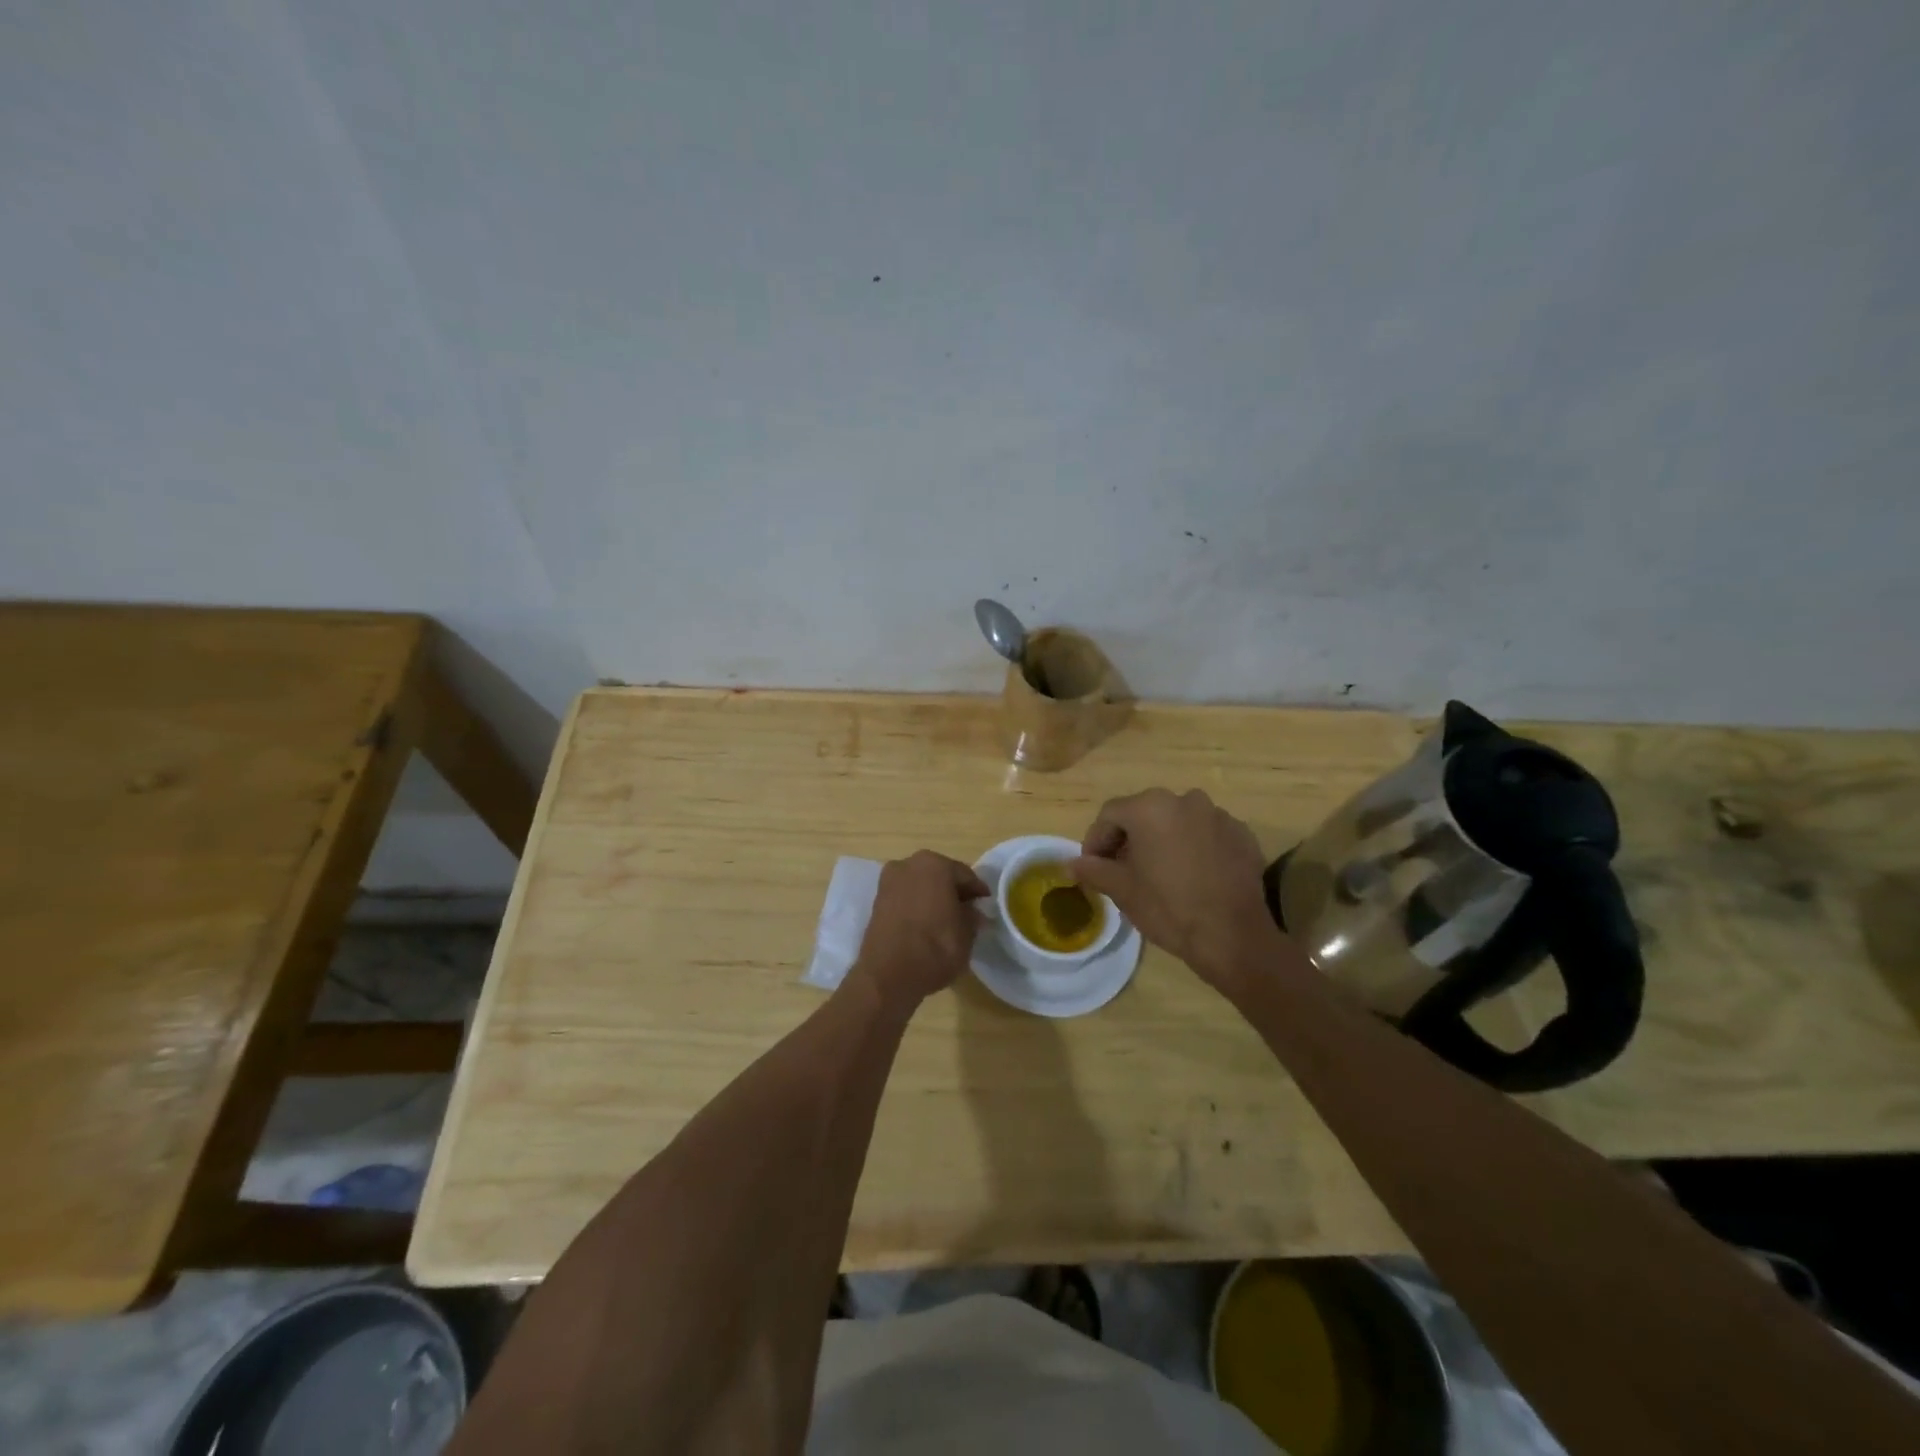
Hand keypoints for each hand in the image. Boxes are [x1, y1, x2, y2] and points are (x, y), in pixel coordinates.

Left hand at [849, 851, 989, 1013]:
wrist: (886, 976)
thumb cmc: (934, 948)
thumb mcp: (967, 935)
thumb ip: (972, 917)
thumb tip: (972, 912)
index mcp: (935, 864)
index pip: (965, 875)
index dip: (978, 892)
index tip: (986, 905)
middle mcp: (909, 864)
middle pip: (940, 875)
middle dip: (953, 891)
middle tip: (967, 912)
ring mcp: (889, 880)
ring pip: (921, 885)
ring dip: (934, 897)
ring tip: (946, 920)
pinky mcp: (877, 900)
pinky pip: (905, 897)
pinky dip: (916, 905)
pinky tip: (925, 924)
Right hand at [1070, 788, 1287, 994]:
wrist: (1233, 936)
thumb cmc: (1169, 908)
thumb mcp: (1122, 890)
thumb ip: (1094, 870)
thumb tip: (1072, 863)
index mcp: (1150, 807)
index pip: (1110, 815)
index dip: (1096, 840)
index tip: (1093, 867)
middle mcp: (1185, 800)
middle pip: (1144, 813)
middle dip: (1130, 838)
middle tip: (1122, 870)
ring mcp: (1218, 815)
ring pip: (1177, 822)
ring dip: (1163, 840)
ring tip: (1160, 873)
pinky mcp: (1242, 834)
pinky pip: (1207, 834)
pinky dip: (1194, 847)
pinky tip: (1193, 876)